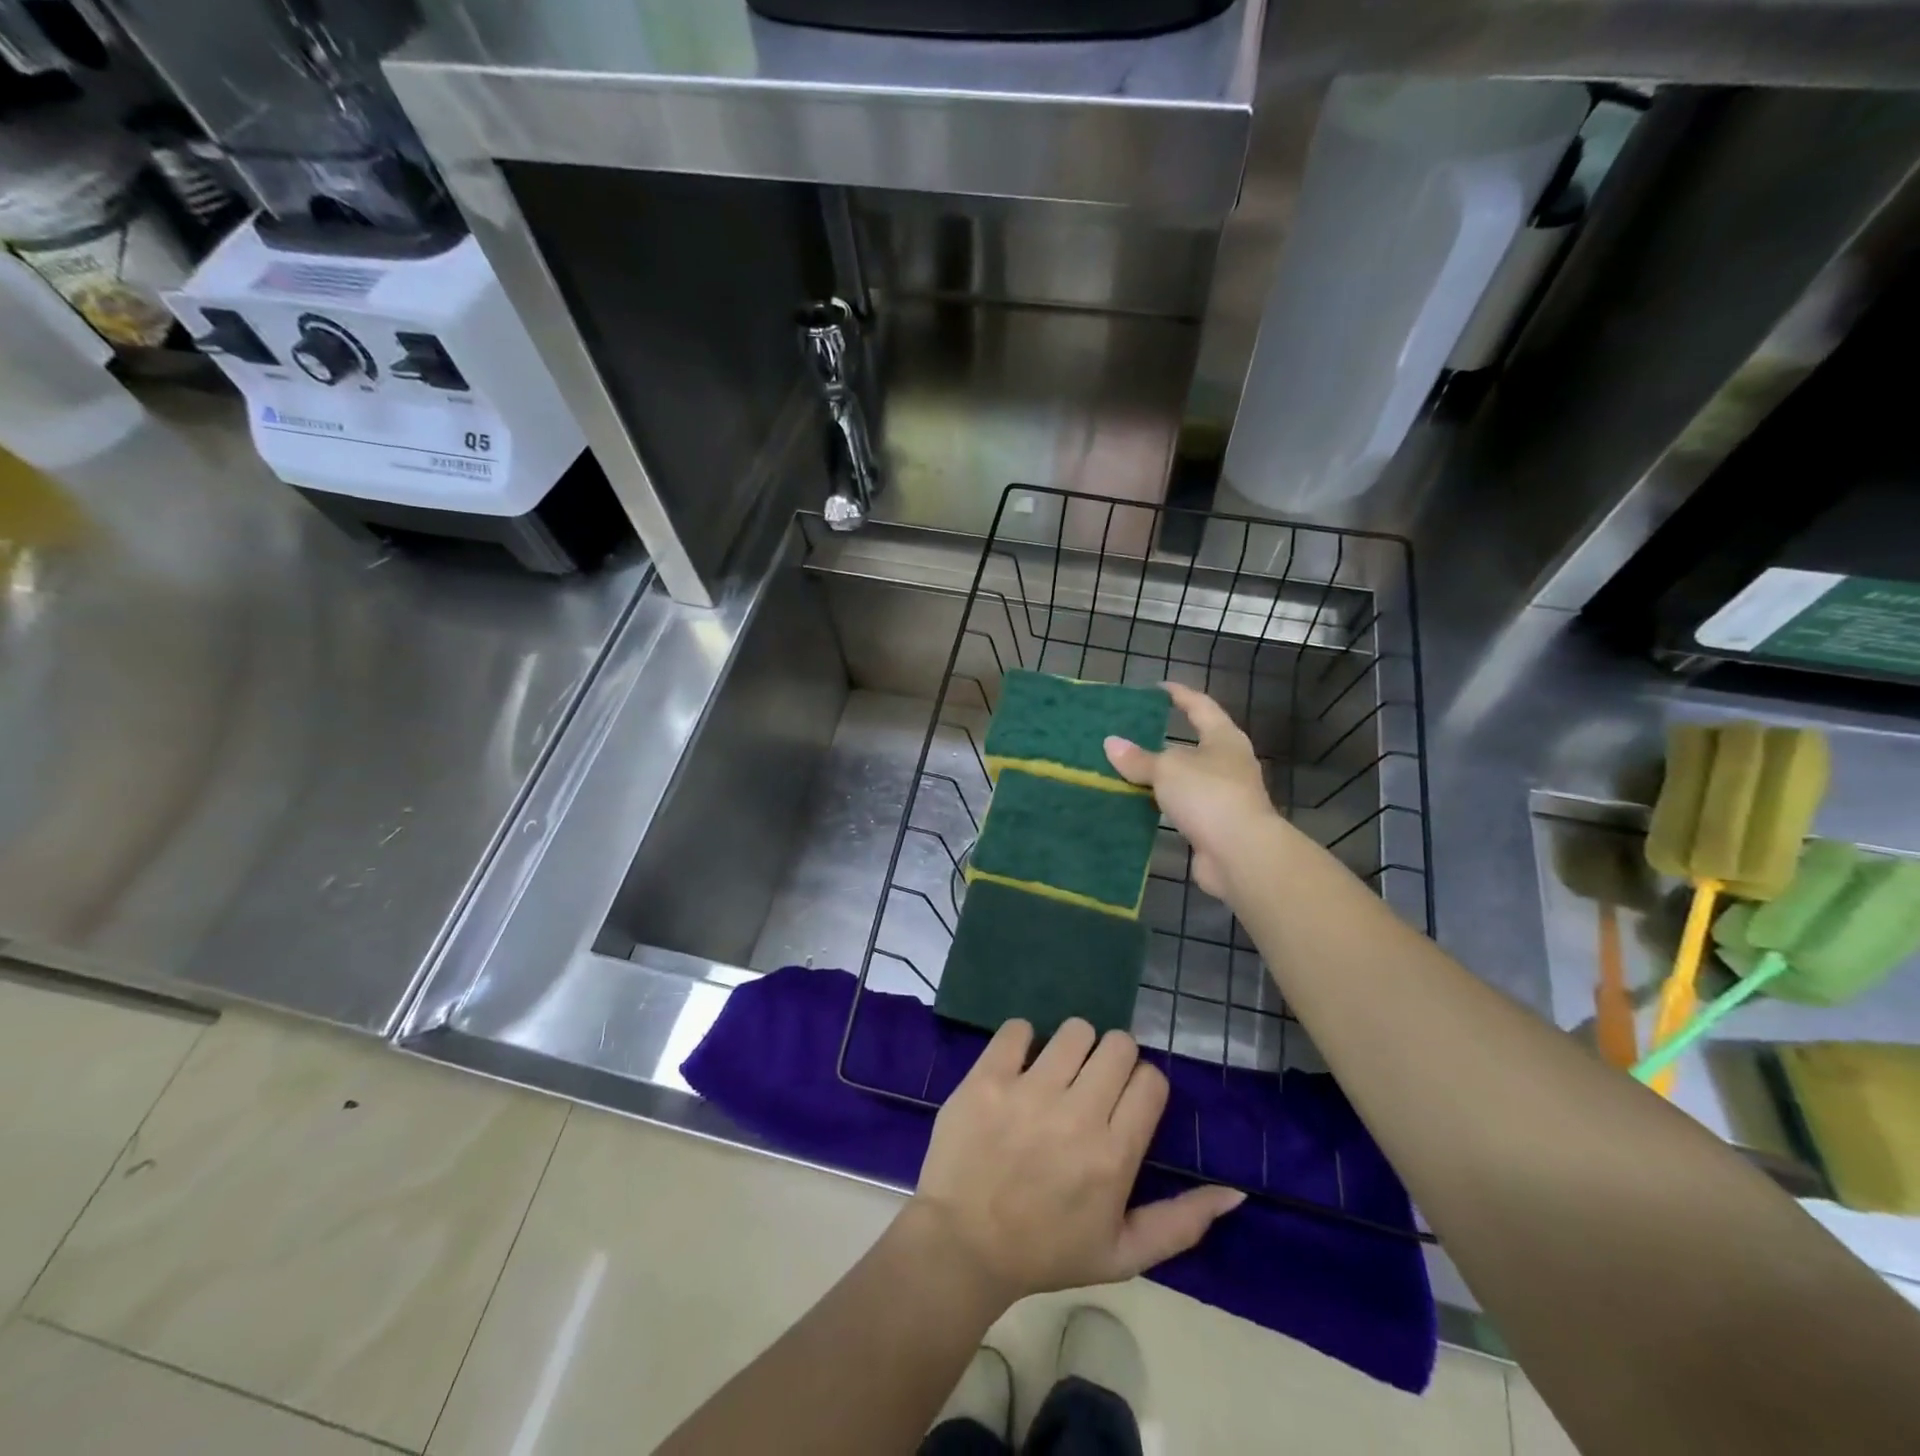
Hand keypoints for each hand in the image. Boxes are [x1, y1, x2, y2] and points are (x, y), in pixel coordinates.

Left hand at [913, 1018, 1244, 1304]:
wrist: (963, 1246)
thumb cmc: (1046, 1252)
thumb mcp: (1122, 1254)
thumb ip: (1182, 1223)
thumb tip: (1234, 1191)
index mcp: (1113, 1155)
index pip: (1150, 1080)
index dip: (1141, 1085)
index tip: (1123, 1102)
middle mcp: (1077, 1115)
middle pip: (1118, 1044)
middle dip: (1112, 1058)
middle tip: (1091, 1084)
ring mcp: (1028, 1092)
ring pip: (1074, 1030)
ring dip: (1072, 1047)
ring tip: (1056, 1073)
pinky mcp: (987, 1078)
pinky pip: (1018, 1028)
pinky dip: (1022, 1040)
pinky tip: (1018, 1066)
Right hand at [1104, 682, 1284, 899]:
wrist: (1240, 854)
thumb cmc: (1208, 795)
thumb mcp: (1167, 769)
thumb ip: (1138, 758)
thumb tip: (1110, 743)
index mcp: (1224, 739)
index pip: (1200, 706)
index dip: (1179, 695)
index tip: (1157, 688)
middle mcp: (1228, 763)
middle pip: (1193, 744)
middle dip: (1163, 740)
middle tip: (1131, 733)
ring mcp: (1223, 796)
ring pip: (1185, 779)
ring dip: (1160, 777)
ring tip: (1125, 770)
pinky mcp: (1214, 826)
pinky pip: (1181, 807)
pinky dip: (1161, 805)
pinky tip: (1136, 805)